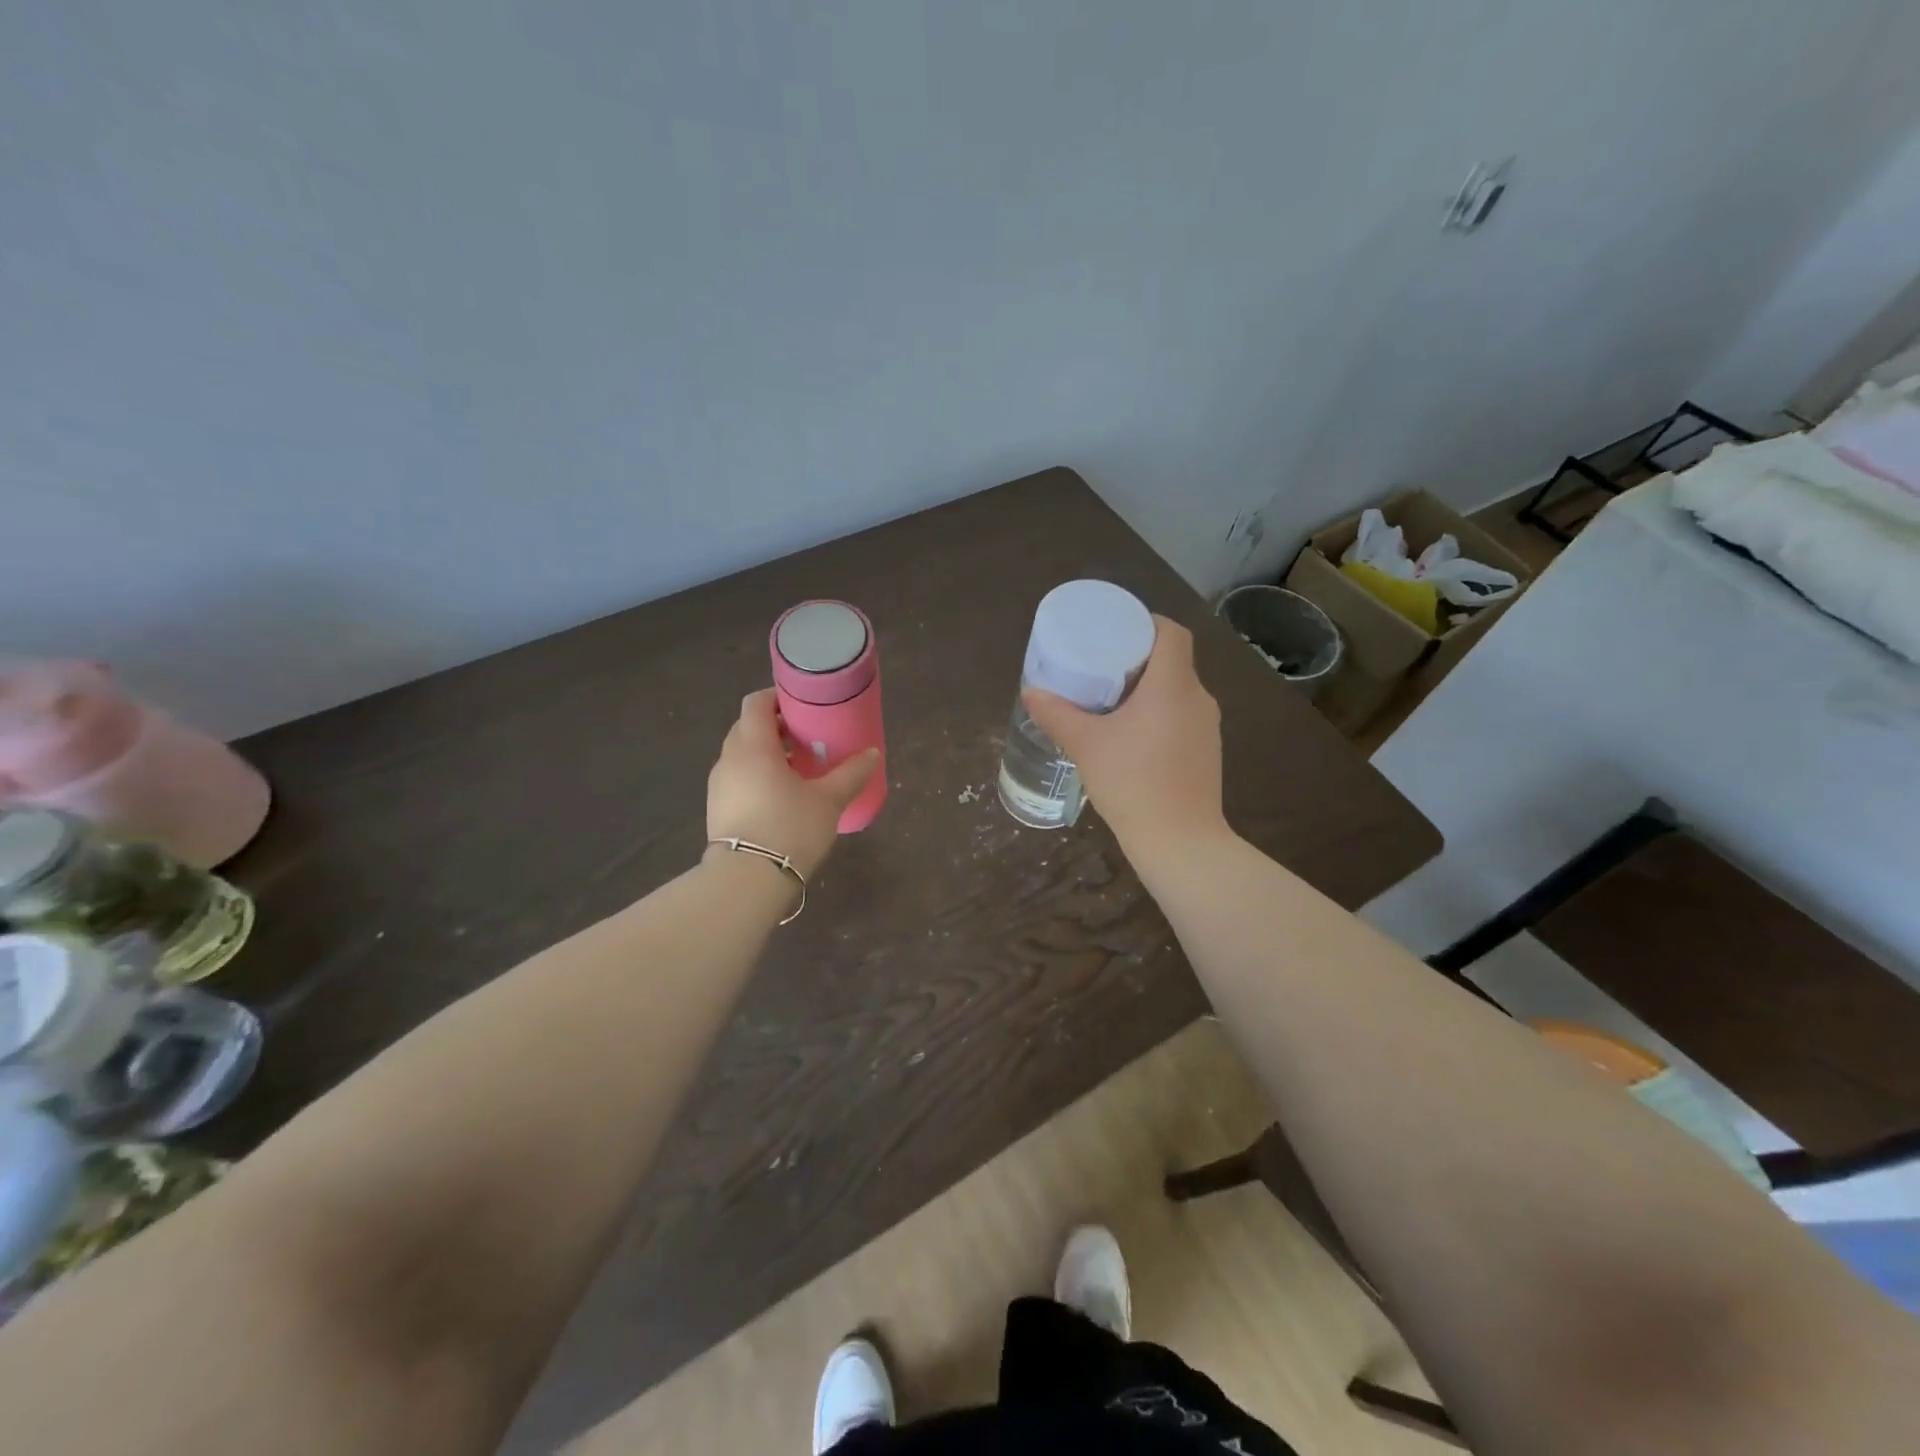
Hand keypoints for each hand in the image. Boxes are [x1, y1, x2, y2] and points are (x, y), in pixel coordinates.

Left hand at [706, 689, 878, 877]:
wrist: (747, 881)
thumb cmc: (790, 828)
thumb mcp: (828, 800)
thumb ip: (851, 773)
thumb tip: (872, 753)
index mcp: (753, 746)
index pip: (756, 703)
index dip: (778, 697)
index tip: (803, 705)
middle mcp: (729, 759)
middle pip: (748, 727)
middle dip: (775, 727)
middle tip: (806, 737)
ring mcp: (718, 785)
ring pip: (742, 755)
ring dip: (766, 753)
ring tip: (798, 768)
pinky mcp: (716, 809)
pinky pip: (738, 778)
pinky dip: (757, 776)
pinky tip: (781, 796)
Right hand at [1023, 616, 1228, 854]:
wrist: (1179, 841)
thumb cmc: (1132, 782)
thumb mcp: (1085, 745)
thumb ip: (1057, 715)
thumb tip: (1031, 692)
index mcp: (1173, 685)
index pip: (1172, 633)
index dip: (1146, 623)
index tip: (1116, 631)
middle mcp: (1198, 698)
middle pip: (1173, 660)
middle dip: (1138, 657)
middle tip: (1102, 664)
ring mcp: (1207, 728)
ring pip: (1178, 691)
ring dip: (1148, 688)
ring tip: (1112, 698)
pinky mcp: (1206, 752)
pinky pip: (1182, 716)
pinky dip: (1158, 713)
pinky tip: (1131, 734)